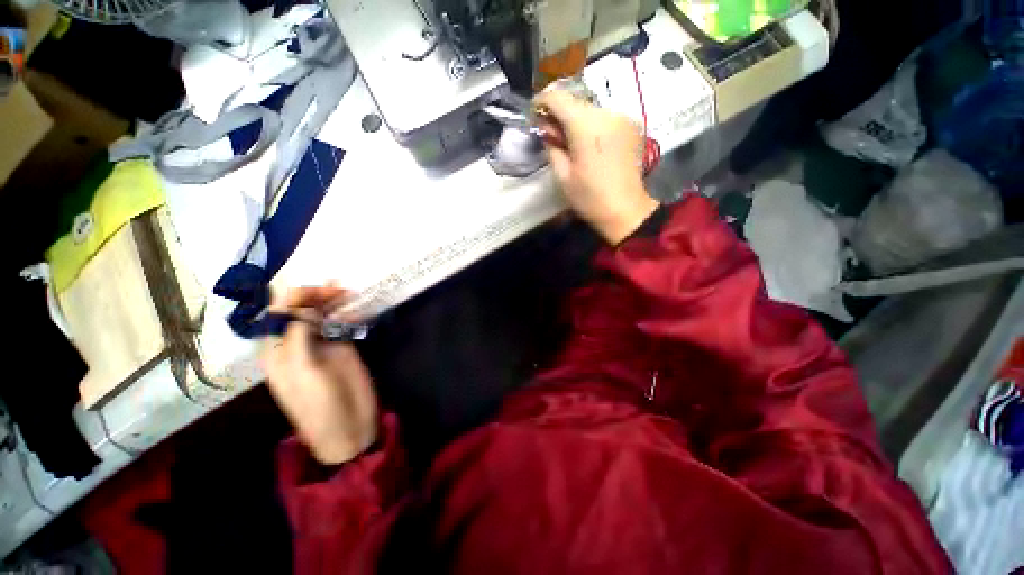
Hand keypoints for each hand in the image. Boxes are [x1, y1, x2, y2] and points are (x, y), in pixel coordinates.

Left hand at [262, 287, 377, 465]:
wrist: (349, 425)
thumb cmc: (318, 404)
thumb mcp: (304, 370)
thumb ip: (299, 336)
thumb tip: (304, 306)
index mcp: (277, 350)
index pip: (277, 315)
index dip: (293, 298)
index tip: (315, 290)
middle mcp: (296, 342)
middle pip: (301, 311)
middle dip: (315, 296)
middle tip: (337, 289)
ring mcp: (321, 343)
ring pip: (322, 315)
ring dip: (332, 301)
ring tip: (347, 290)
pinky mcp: (342, 346)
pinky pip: (342, 324)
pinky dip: (348, 313)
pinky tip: (356, 308)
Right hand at [535, 90, 658, 244]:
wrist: (625, 210)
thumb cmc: (590, 197)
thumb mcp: (562, 176)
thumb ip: (552, 146)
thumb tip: (547, 129)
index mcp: (586, 125)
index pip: (557, 97)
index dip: (542, 102)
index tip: (534, 115)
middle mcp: (606, 112)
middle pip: (575, 101)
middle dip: (560, 113)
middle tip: (553, 135)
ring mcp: (623, 117)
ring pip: (591, 108)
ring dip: (577, 119)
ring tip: (572, 142)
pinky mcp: (633, 125)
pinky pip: (606, 117)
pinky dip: (593, 125)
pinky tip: (591, 144)